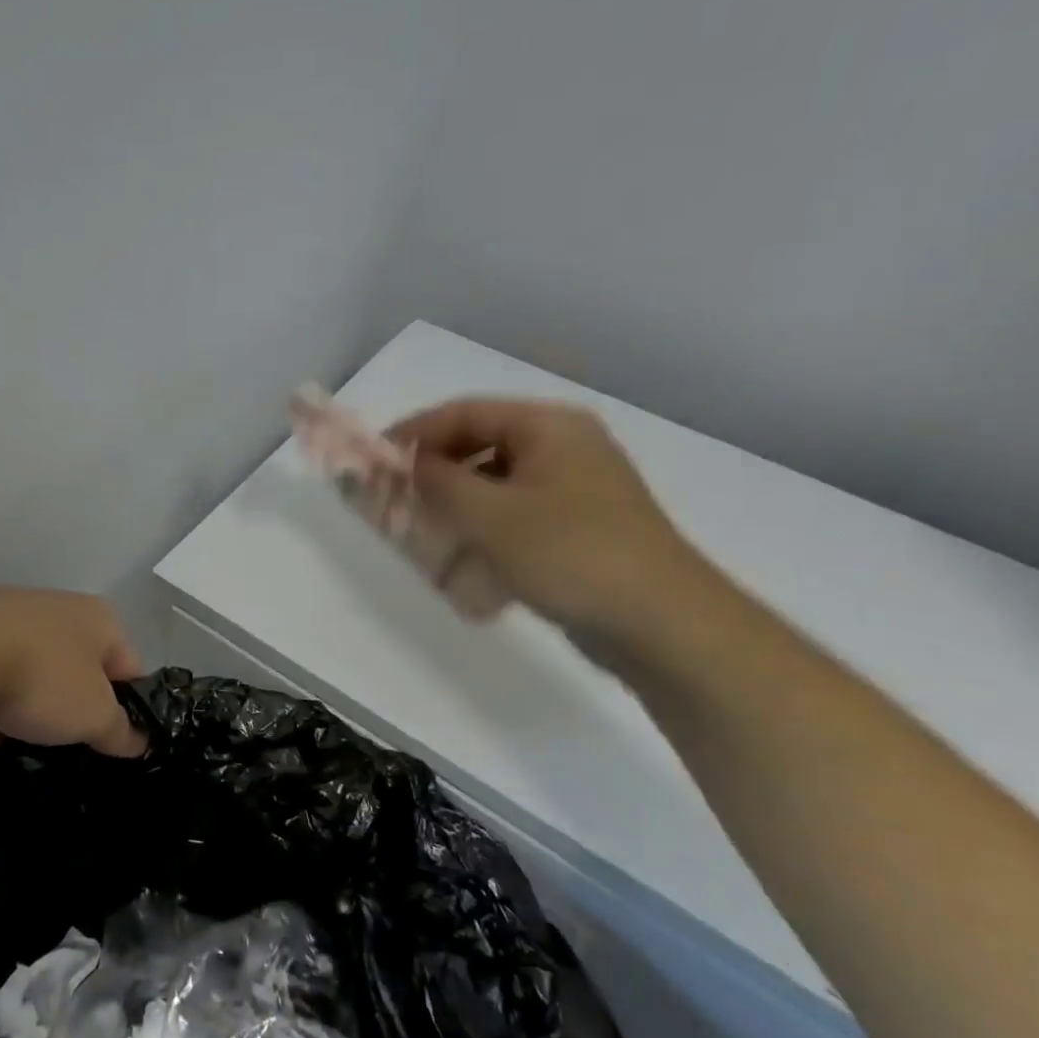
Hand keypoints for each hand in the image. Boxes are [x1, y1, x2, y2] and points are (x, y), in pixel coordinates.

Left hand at [0, 585, 145, 771]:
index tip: (116, 749)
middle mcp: (55, 611)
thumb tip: (138, 742)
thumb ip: (120, 730)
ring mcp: (5, 622)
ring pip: (27, 683)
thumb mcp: (94, 715)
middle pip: (75, 675)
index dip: (129, 711)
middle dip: (71, 718)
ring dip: (25, 723)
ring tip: (21, 763)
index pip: (128, 668)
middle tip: (69, 758)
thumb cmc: (41, 676)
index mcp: (97, 618)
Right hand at [387, 398, 705, 642]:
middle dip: (434, 474)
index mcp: (548, 426)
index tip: (374, 461)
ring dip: (456, 507)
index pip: (464, 413)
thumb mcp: (491, 515)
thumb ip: (436, 483)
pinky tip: (468, 567)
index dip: (413, 433)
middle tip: (395, 500)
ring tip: (426, 536)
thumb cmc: (572, 553)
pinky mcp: (580, 528)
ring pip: (496, 484)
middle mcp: (564, 447)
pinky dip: (486, 532)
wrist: (665, 625)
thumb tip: (396, 462)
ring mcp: (575, 489)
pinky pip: (517, 516)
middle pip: (479, 446)